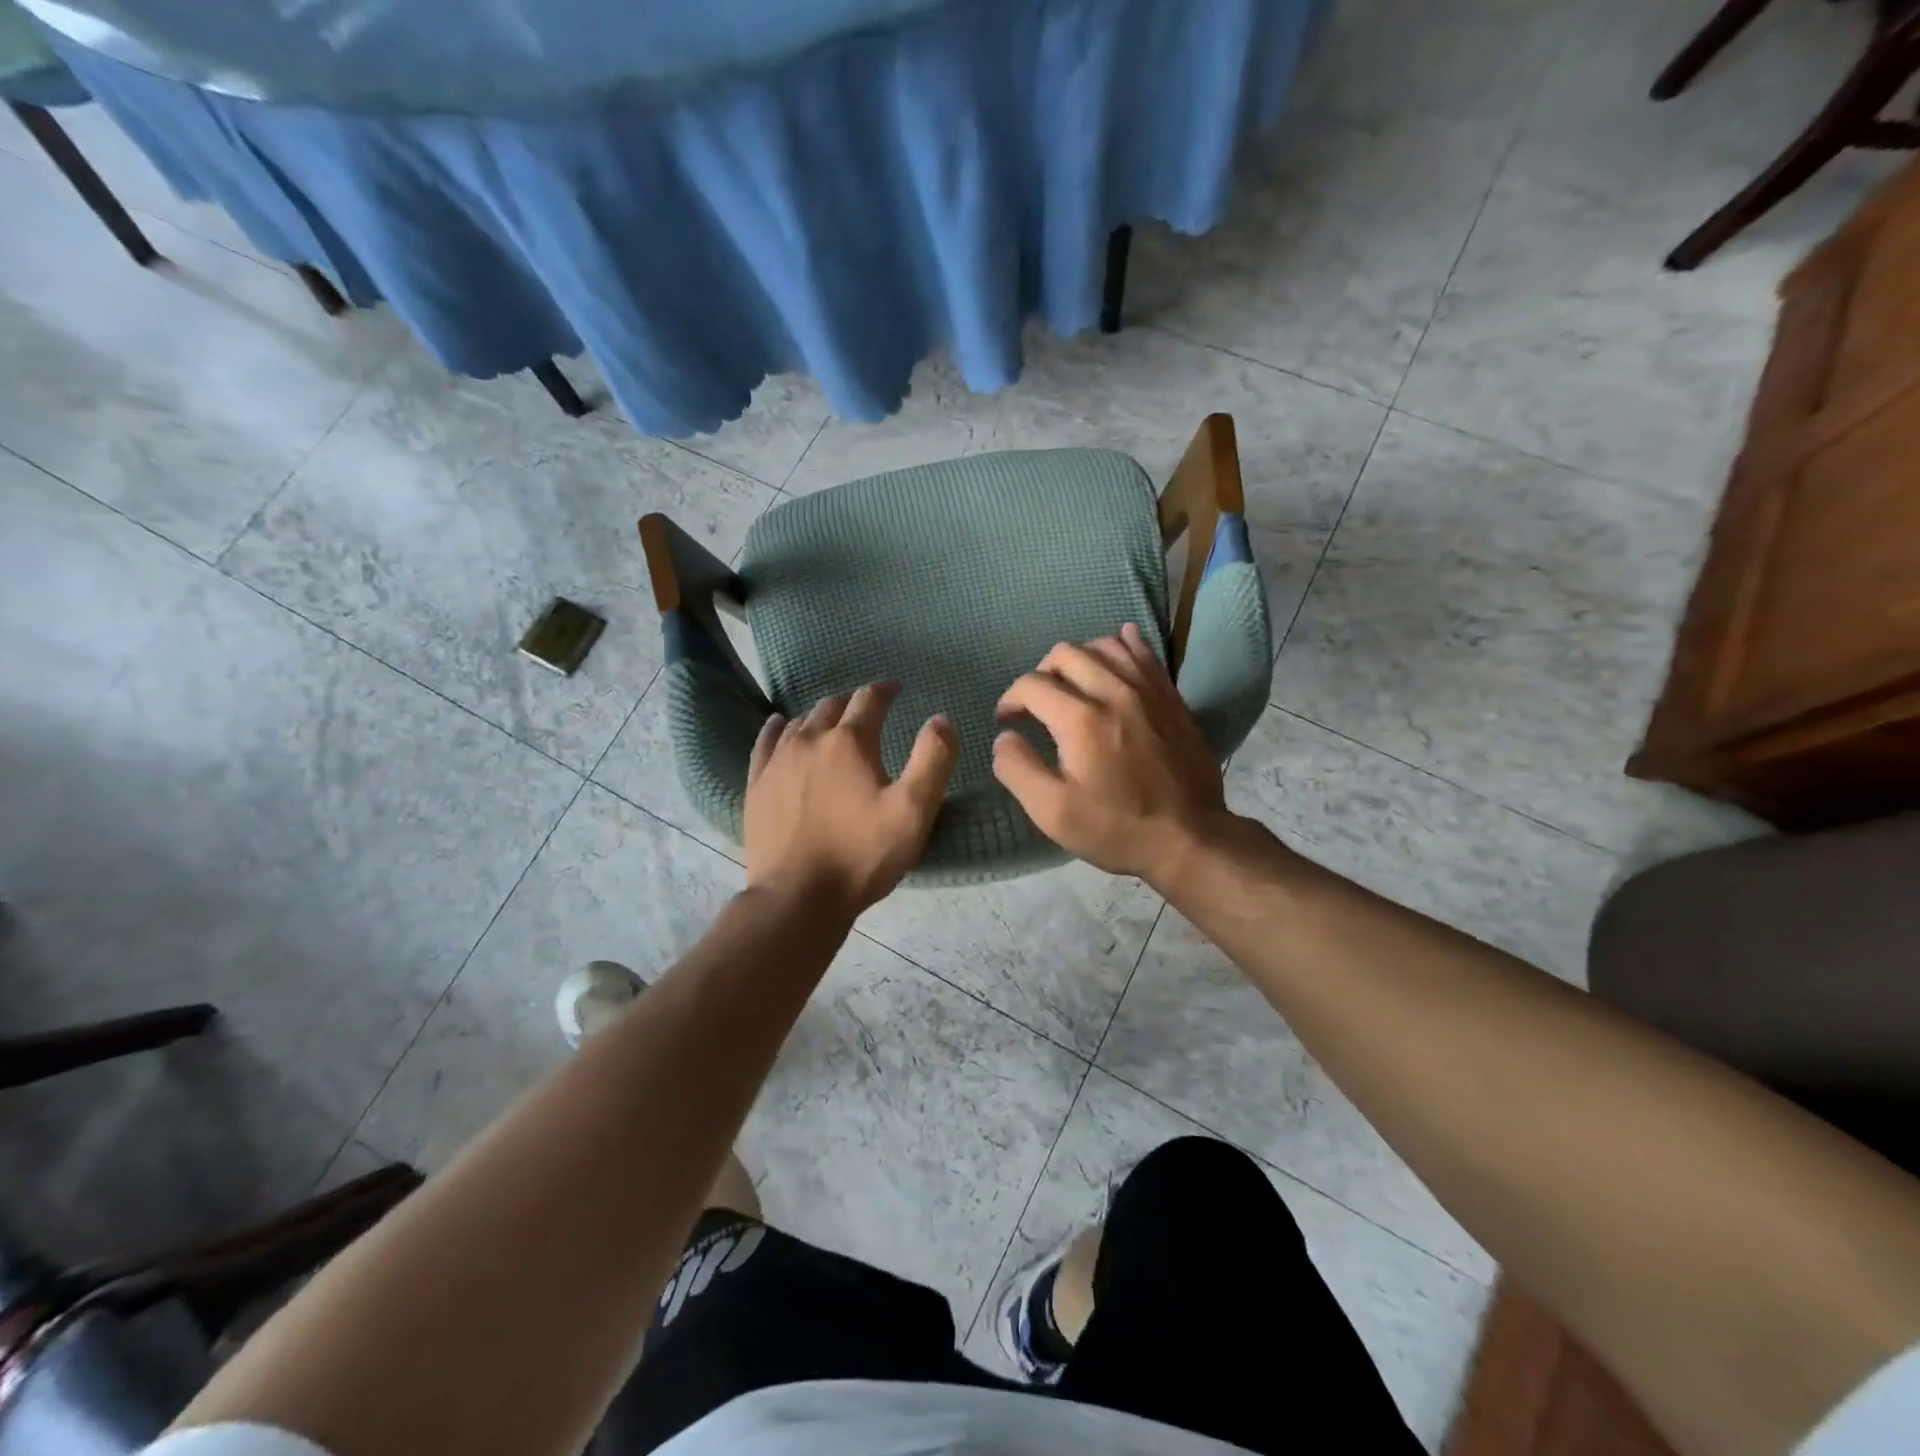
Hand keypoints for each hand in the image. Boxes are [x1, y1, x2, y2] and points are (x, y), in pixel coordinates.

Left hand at [744, 683, 957, 918]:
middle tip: (870, 709)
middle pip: (833, 705)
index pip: (869, 699)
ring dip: (822, 715)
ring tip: (835, 721)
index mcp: (849, 742)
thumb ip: (933, 759)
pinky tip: (781, 725)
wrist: (797, 898)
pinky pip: (766, 742)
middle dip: (855, 702)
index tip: (898, 689)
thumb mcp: (914, 811)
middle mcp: (810, 740)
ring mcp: (778, 761)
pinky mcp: (758, 784)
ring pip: (802, 722)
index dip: (886, 689)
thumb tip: (941, 718)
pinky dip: (779, 728)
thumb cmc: (861, 855)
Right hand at [992, 623, 1228, 883]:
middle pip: (1065, 654)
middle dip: (1040, 674)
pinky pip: (1144, 653)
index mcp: (1080, 719)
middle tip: (1036, 705)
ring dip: (1078, 659)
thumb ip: (1018, 769)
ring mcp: (1147, 690)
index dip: (1010, 700)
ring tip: (1072, 685)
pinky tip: (1115, 650)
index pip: (1031, 685)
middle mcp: (1113, 691)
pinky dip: (1123, 645)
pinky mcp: (1171, 697)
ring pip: (1104, 645)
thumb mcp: (1052, 812)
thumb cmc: (1116, 828)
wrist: (1190, 837)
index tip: (1007, 722)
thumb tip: (1005, 738)